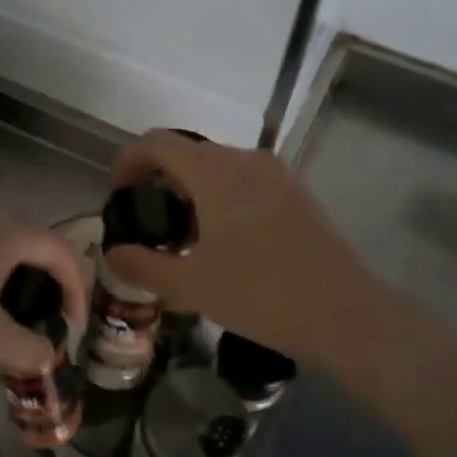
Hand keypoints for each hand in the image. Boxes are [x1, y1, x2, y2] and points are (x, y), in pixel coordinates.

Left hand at [0, 205, 87, 377]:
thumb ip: (33, 349)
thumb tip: (47, 356)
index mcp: (6, 232)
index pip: (61, 251)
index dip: (77, 289)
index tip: (74, 328)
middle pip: (32, 243)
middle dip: (49, 279)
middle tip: (50, 317)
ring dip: (16, 279)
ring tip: (14, 317)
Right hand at [104, 130, 381, 368]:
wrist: (343, 313)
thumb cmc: (260, 295)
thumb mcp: (191, 286)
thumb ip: (143, 265)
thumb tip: (112, 253)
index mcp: (215, 172)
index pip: (158, 143)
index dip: (129, 162)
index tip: (120, 196)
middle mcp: (245, 160)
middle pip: (188, 154)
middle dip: (161, 182)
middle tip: (151, 227)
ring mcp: (276, 174)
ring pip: (218, 168)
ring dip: (192, 192)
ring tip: (186, 240)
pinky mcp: (296, 193)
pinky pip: (246, 181)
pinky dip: (222, 198)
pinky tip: (225, 243)